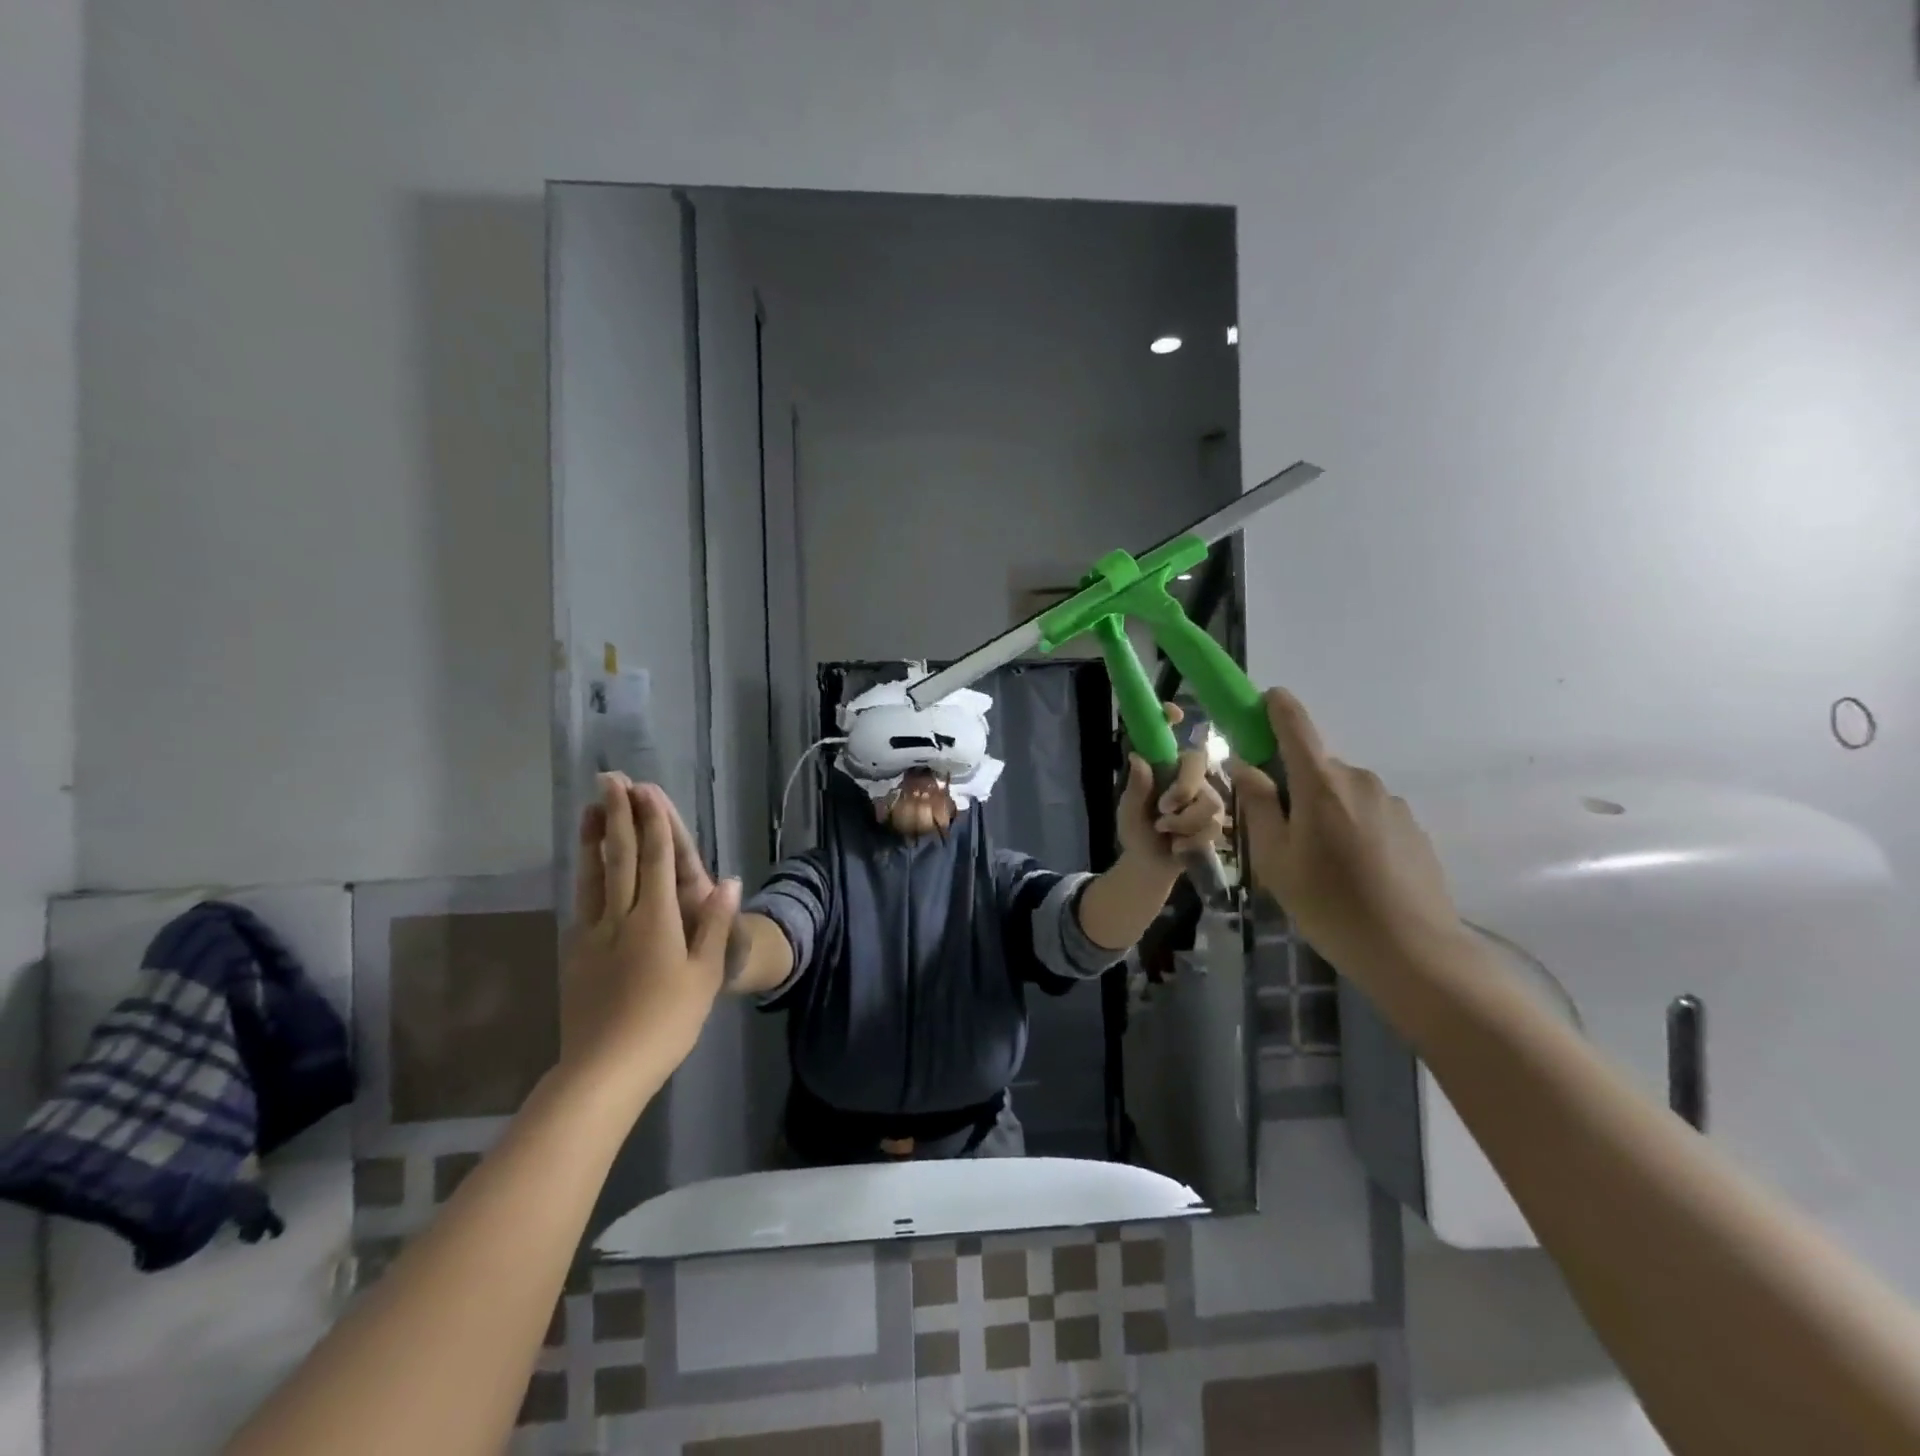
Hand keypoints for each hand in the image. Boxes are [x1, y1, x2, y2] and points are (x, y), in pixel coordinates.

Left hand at [562, 773, 741, 1081]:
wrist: (605, 1068)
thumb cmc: (667, 1021)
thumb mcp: (704, 974)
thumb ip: (715, 924)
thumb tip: (727, 880)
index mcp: (657, 919)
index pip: (655, 859)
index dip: (651, 822)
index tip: (645, 790)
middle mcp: (620, 916)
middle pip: (618, 857)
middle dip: (616, 815)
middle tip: (609, 780)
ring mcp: (592, 933)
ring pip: (592, 875)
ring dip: (592, 838)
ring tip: (589, 808)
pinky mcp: (575, 952)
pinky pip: (582, 901)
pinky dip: (585, 874)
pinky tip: (585, 867)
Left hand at [1117, 703, 1231, 870]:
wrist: (1150, 864)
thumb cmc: (1137, 830)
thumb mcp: (1128, 811)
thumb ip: (1136, 788)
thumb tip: (1138, 758)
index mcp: (1162, 766)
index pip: (1167, 735)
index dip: (1170, 717)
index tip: (1172, 712)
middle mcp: (1187, 774)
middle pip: (1198, 762)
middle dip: (1183, 789)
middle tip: (1163, 809)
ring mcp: (1205, 795)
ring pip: (1209, 801)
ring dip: (1183, 822)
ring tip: (1164, 832)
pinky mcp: (1216, 820)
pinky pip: (1213, 825)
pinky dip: (1190, 840)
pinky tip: (1178, 846)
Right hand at [1227, 689, 1465, 976]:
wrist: (1413, 951)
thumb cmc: (1328, 904)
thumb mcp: (1274, 859)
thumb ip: (1256, 805)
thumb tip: (1244, 765)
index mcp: (1320, 783)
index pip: (1295, 724)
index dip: (1275, 706)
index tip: (1260, 702)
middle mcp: (1358, 780)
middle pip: (1314, 767)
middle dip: (1292, 786)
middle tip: (1279, 834)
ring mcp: (1390, 802)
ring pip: (1340, 792)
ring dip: (1322, 811)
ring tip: (1319, 864)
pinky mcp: (1410, 826)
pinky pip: (1366, 813)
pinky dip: (1350, 829)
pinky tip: (1352, 873)